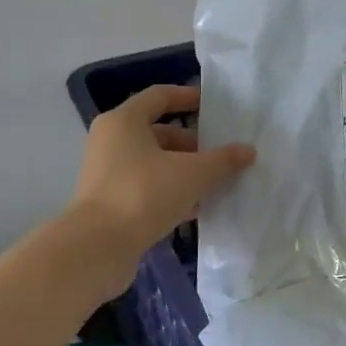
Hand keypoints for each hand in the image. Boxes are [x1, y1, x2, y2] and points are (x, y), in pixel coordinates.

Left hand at [68, 85, 255, 263]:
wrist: (97, 249)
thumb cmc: (143, 194)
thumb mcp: (192, 174)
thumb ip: (223, 160)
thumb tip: (248, 151)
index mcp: (124, 122)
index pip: (160, 96)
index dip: (189, 97)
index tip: (216, 106)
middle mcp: (111, 142)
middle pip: (159, 133)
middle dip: (194, 143)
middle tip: (223, 154)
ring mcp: (108, 174)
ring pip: (155, 163)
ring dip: (185, 170)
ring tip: (218, 181)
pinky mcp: (111, 203)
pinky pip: (148, 188)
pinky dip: (172, 192)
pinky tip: (198, 207)